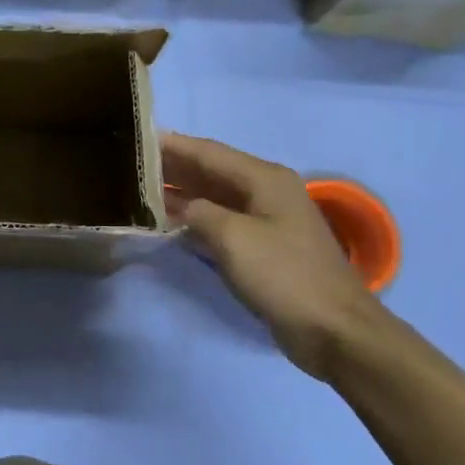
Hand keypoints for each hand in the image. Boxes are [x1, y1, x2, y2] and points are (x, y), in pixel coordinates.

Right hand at [161, 132, 386, 380]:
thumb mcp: (233, 238)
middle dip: (174, 165)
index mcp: (265, 179)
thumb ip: (198, 213)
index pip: (209, 152)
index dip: (173, 144)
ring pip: (215, 195)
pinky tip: (169, 219)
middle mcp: (266, 190)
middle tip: (132, 162)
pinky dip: (195, 216)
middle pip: (212, 170)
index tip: (138, 137)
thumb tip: (178, 205)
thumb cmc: (283, 275)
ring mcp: (267, 218)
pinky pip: (221, 219)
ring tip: (141, 186)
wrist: (332, 327)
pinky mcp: (263, 244)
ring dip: (181, 190)